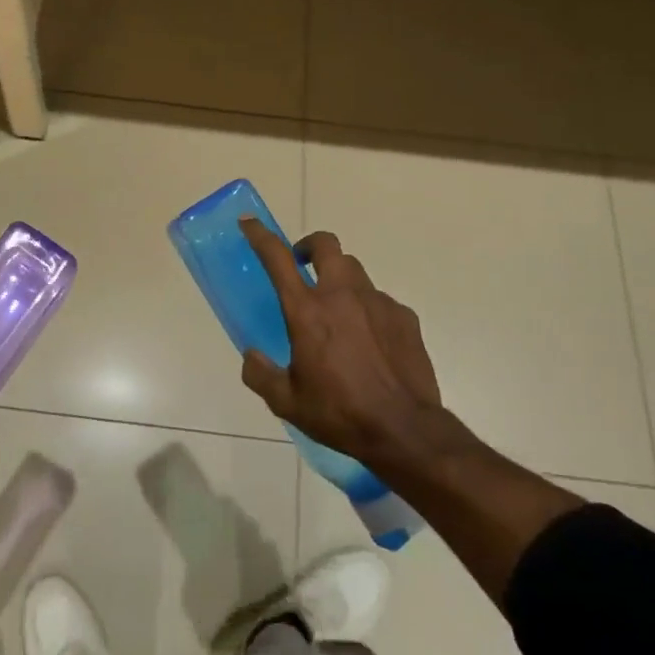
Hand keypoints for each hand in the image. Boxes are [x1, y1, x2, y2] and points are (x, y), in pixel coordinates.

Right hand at [238, 218, 448, 470]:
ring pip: (354, 271)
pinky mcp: (404, 317)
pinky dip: (368, 310)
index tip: (249, 223)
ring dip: (340, 279)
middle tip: (303, 266)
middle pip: (326, 245)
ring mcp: (377, 302)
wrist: (404, 430)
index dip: (261, 236)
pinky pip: (380, 301)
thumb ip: (261, 375)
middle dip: (310, 246)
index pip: (278, 258)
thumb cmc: (339, 413)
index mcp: (307, 311)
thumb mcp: (287, 402)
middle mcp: (341, 295)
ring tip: (338, 311)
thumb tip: (251, 356)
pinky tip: (371, 342)